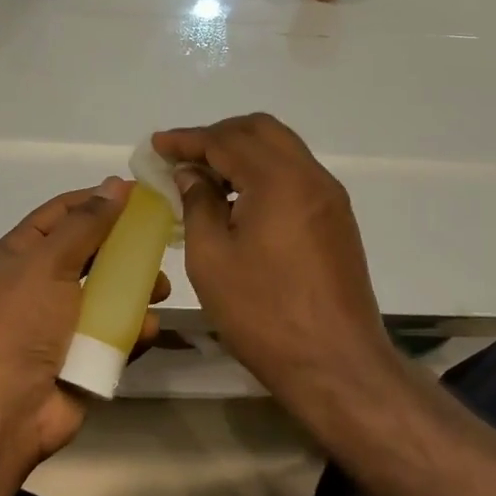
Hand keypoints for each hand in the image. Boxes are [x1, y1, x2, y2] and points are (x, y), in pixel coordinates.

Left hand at [0, 178, 166, 463]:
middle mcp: (42, 281)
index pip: (64, 212)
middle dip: (125, 246)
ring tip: (161, 289)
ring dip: (137, 287)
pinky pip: (115, 331)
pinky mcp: (84, 354)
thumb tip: (116, 183)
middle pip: (92, 251)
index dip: (98, 199)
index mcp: (23, 253)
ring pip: (109, 291)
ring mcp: (63, 320)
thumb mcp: (50, 261)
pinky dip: (133, 327)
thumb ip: (86, 223)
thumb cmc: (22, 323)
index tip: (140, 194)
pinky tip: (147, 327)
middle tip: (160, 241)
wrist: (5, 410)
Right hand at [153, 115, 401, 415]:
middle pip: (260, 130)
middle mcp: (310, 176)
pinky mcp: (336, 219)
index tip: (158, 145)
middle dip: (218, 135)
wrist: (337, 365)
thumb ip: (198, 204)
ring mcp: (329, 197)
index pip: (226, 140)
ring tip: (207, 178)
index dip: (188, 140)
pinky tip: (240, 200)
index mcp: (279, 179)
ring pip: (282, 149)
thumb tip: (191, 174)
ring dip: (243, 152)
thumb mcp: (212, 258)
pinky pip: (296, 174)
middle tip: (183, 157)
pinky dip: (264, 172)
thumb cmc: (264, 313)